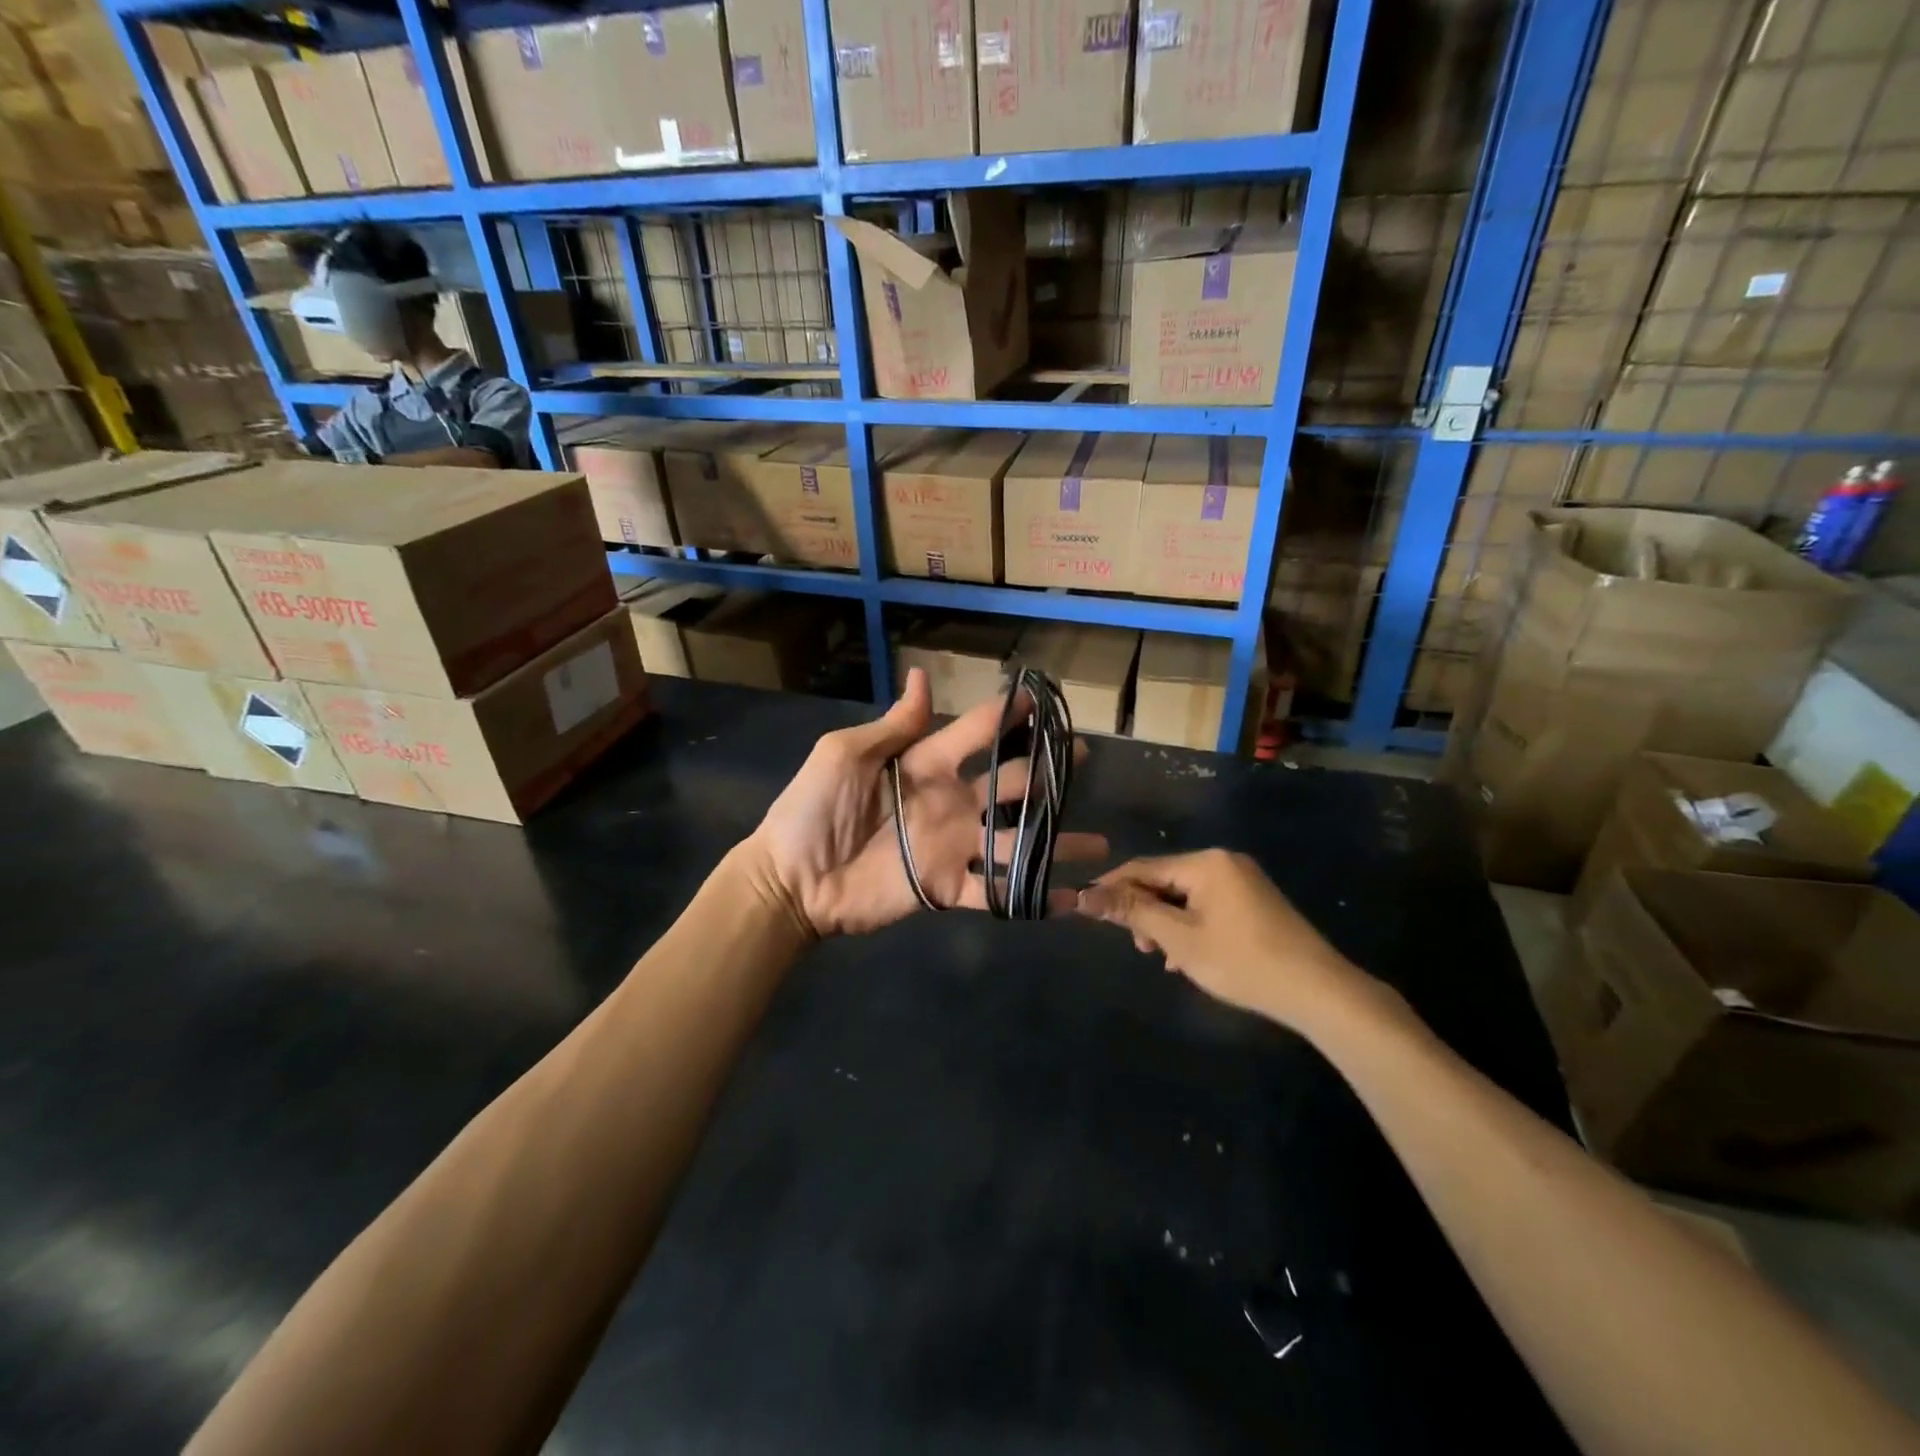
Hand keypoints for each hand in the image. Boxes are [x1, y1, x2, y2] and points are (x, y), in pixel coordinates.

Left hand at [743, 668, 1108, 936]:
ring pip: (1015, 839)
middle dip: (1045, 770)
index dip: (1007, 715)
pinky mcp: (946, 888)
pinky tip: (1071, 898)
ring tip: (1099, 841)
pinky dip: (1031, 897)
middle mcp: (949, 802)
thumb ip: (892, 727)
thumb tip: (922, 677)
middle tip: (1084, 758)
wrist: (791, 880)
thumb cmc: (812, 810)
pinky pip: (995, 891)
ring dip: (1055, 840)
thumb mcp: (845, 756)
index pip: (976, 732)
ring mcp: (952, 847)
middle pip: (1009, 783)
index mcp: (925, 764)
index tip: (1042, 699)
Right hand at [1076, 849, 1370, 1029]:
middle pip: (1165, 880)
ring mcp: (1243, 881)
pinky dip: (1191, 927)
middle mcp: (1224, 862)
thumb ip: (1133, 913)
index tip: (1087, 910)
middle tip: (1139, 948)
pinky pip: (1208, 906)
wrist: (1320, 992)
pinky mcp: (1255, 903)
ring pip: (1186, 897)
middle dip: (1145, 911)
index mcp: (1206, 863)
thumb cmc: (1243, 962)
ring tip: (1162, 958)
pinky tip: (1187, 957)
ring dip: (1167, 923)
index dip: (1112, 888)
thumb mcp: (1180, 939)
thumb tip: (1083, 896)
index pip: (1143, 867)